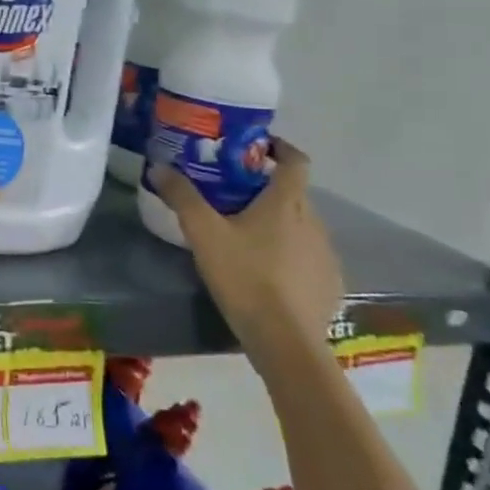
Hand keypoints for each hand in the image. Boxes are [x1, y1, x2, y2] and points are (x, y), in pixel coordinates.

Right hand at [153, 137, 342, 355]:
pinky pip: (310, 256)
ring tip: (248, 236)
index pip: (296, 160)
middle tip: (235, 195)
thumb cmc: (245, 276)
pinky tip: (269, 273)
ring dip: (280, 223)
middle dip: (268, 189)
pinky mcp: (330, 284)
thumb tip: (159, 166)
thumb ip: (182, 197)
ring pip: (303, 225)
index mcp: (287, 203)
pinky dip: (291, 254)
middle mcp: (315, 222)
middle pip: (295, 193)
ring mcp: (326, 255)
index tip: (258, 148)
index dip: (280, 148)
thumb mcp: (204, 233)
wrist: (285, 341)